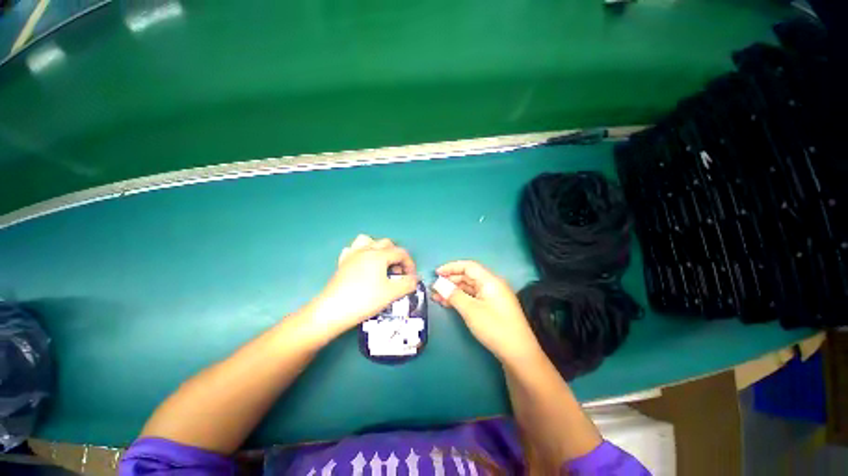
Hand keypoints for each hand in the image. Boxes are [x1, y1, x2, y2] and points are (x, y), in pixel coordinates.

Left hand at [311, 235, 417, 336]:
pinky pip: (354, 250)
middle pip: (387, 244)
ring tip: (381, 264)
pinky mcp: (342, 263)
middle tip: (398, 273)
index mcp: (379, 255)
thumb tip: (415, 279)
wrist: (333, 310)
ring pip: (369, 241)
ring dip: (379, 250)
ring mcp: (352, 255)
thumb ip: (407, 284)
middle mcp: (366, 250)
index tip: (411, 278)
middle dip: (396, 256)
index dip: (410, 264)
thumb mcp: (391, 293)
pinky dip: (362, 254)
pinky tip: (363, 265)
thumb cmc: (365, 300)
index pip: (401, 253)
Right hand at [433, 260, 541, 362]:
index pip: (468, 266)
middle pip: (468, 276)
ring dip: (453, 291)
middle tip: (434, 287)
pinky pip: (473, 297)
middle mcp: (492, 285)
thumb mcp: (471, 310)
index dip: (451, 267)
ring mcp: (492, 296)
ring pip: (469, 288)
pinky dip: (460, 299)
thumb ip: (453, 294)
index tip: (436, 273)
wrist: (519, 354)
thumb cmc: (494, 327)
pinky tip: (448, 304)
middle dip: (450, 280)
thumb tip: (438, 283)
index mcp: (490, 280)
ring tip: (437, 297)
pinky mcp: (492, 307)